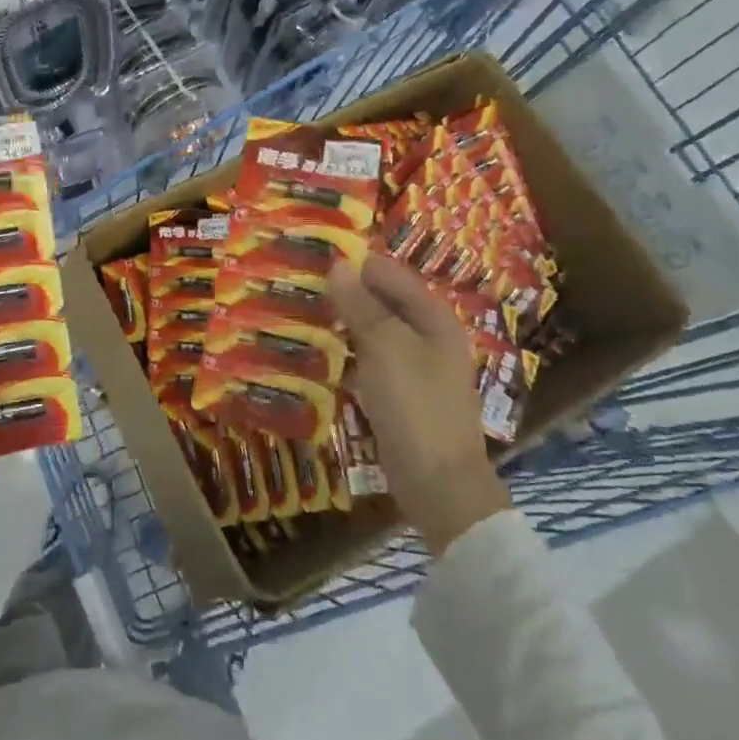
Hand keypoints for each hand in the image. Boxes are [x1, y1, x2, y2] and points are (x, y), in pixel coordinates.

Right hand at [327, 254, 511, 554]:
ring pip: (372, 330)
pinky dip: (346, 352)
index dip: (355, 263)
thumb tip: (338, 264)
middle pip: (382, 300)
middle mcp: (427, 335)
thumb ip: (361, 305)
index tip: (313, 255)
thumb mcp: (386, 347)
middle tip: (300, 283)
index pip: (390, 273)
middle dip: (345, 291)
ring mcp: (415, 366)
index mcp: (433, 317)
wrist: (438, 484)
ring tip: (300, 310)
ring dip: (342, 321)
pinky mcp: (400, 393)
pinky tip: (318, 352)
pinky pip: (369, 359)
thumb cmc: (416, 406)